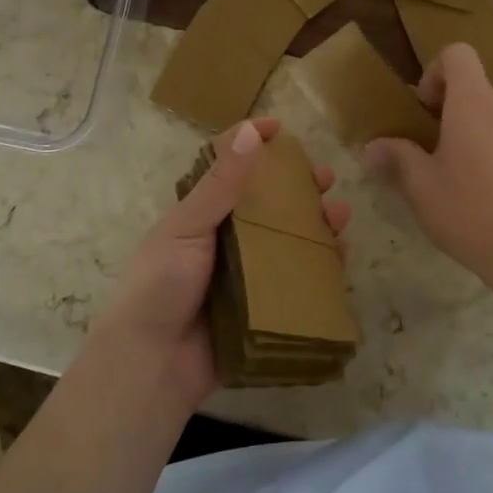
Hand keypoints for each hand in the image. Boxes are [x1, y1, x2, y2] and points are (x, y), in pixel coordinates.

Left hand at [91, 118, 349, 412]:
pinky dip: (320, 268)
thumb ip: (220, 186)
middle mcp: (226, 240)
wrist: (151, 365)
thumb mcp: (187, 228)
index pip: (229, 169)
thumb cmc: (160, 286)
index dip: (252, 144)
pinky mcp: (262, 309)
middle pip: (269, 204)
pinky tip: (340, 256)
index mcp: (201, 216)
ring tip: (341, 215)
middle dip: (299, 187)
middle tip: (327, 177)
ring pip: (288, 241)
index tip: (281, 127)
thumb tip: (250, 133)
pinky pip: (297, 282)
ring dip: (316, 224)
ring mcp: (246, 275)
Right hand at [365, 44, 492, 300]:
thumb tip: (372, 147)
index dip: (436, 71)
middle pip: (475, 89)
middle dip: (450, 111)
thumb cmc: (470, 212)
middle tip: (433, 150)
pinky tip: (489, 194)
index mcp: (473, 102)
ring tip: (460, 177)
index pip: (458, 54)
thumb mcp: (421, 187)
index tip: (425, 109)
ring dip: (474, 133)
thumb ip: (397, 157)